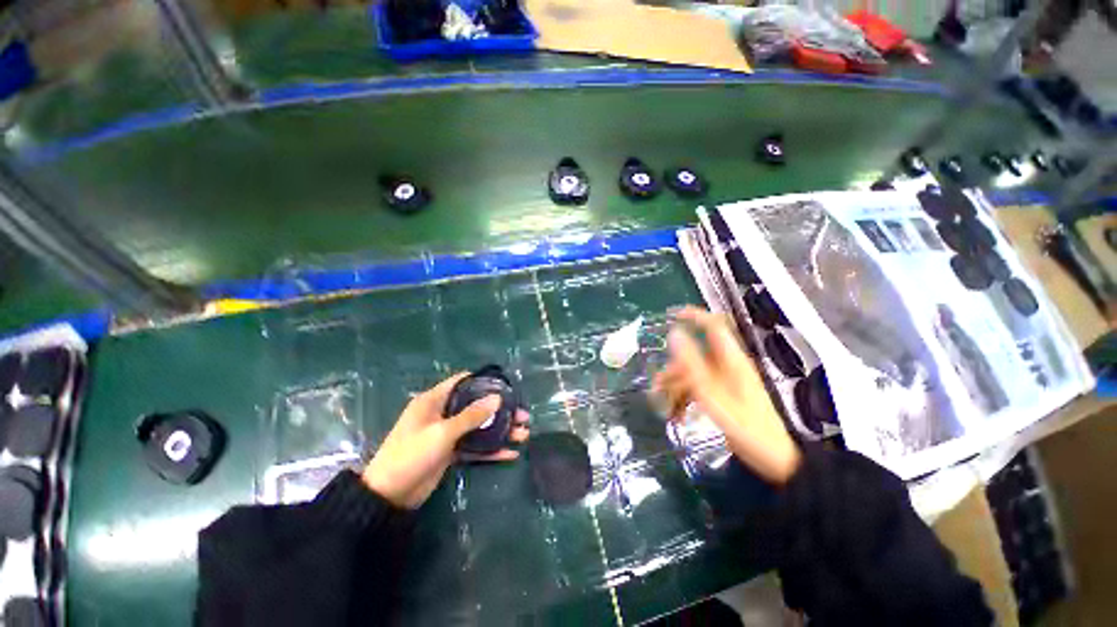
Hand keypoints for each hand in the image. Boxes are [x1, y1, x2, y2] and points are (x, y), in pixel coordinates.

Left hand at [362, 373, 529, 508]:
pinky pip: (475, 446)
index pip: (463, 382)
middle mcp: (443, 413)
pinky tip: (510, 453)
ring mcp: (448, 433)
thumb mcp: (442, 432)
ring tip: (523, 433)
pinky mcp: (451, 452)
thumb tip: (497, 398)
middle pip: (477, 406)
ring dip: (500, 430)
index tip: (506, 386)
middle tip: (523, 415)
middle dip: (500, 410)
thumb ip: (471, 415)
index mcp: (435, 400)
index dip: (484, 381)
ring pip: (479, 427)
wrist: (389, 496)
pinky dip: (491, 450)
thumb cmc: (411, 454)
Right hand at [653, 307, 801, 484]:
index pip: (713, 325)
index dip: (693, 315)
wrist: (776, 461)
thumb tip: (674, 333)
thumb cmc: (747, 427)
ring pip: (693, 373)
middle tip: (656, 384)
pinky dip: (685, 397)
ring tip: (662, 405)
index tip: (670, 316)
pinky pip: (699, 388)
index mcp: (730, 360)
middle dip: (673, 367)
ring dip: (676, 385)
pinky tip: (676, 414)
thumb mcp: (713, 394)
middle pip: (695, 354)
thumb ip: (692, 364)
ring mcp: (725, 381)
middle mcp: (726, 366)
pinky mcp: (723, 395)